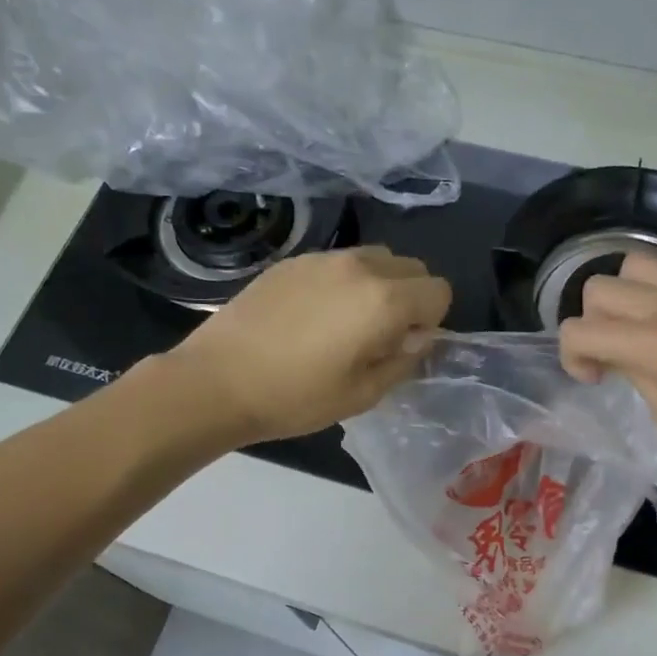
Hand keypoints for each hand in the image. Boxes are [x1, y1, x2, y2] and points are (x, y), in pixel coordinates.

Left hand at [166, 246, 451, 442]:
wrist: (217, 381)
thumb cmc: (296, 397)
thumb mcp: (363, 394)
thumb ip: (403, 361)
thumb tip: (420, 338)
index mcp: (384, 300)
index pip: (439, 291)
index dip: (432, 321)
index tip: (403, 347)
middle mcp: (359, 266)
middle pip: (412, 267)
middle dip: (410, 298)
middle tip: (379, 336)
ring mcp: (322, 258)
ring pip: (375, 258)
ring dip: (378, 286)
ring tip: (345, 324)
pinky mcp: (292, 261)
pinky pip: (338, 262)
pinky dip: (343, 282)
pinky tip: (311, 317)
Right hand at [558, 245, 656, 469]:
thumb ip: (643, 381)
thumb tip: (630, 361)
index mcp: (651, 343)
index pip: (577, 330)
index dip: (571, 357)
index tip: (595, 381)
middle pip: (599, 288)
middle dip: (593, 323)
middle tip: (614, 355)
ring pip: (638, 262)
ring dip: (628, 293)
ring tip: (643, 324)